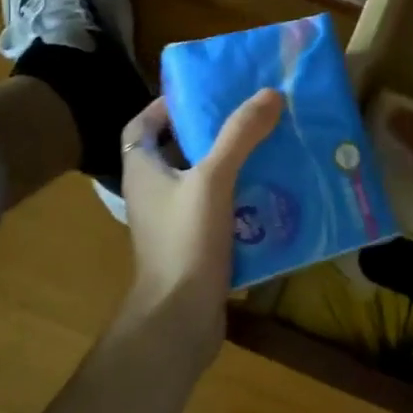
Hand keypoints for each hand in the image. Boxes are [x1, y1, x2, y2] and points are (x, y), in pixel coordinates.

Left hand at [119, 88, 282, 366]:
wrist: (179, 319)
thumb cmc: (185, 241)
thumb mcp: (213, 179)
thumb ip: (239, 135)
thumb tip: (269, 93)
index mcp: (143, 170)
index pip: (142, 125)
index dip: (166, 106)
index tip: (202, 94)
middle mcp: (152, 192)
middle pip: (177, 149)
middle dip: (210, 131)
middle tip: (248, 114)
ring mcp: (172, 220)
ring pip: (201, 180)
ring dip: (230, 163)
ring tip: (267, 144)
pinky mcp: (193, 244)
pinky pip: (217, 208)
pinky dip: (239, 196)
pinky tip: (270, 190)